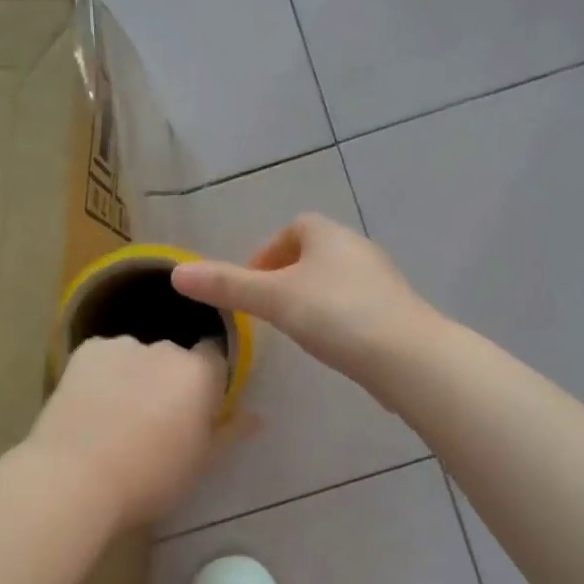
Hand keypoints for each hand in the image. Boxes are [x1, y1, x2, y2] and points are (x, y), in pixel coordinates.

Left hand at [27, 335, 226, 527]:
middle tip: (155, 420)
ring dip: (135, 375)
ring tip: (116, 415)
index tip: (196, 408)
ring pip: (137, 357)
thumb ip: (230, 433)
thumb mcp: (200, 463)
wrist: (73, 478)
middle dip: (170, 380)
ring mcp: (122, 346)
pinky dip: (103, 374)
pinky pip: (104, 358)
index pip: (216, 357)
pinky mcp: (86, 351)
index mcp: (200, 374)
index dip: (208, 381)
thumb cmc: (149, 478)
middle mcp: (165, 349)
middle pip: (175, 357)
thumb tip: (257, 417)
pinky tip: (90, 406)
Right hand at [173, 214, 436, 392]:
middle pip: (315, 254)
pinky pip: (356, 305)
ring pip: (336, 281)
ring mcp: (381, 280)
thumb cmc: (335, 315)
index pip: (294, 228)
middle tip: (268, 309)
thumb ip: (227, 285)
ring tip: (295, 329)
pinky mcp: (395, 311)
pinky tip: (331, 345)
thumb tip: (177, 273)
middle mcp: (358, 248)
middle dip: (288, 276)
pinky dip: (337, 317)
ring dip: (312, 298)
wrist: (405, 355)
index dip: (268, 252)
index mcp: (329, 235)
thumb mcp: (273, 299)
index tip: (252, 284)